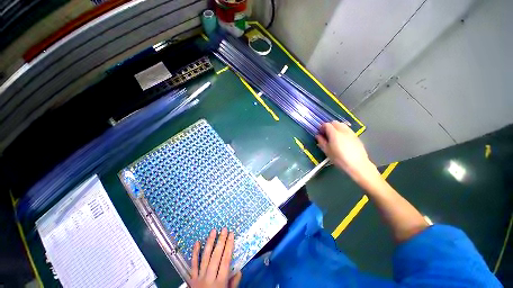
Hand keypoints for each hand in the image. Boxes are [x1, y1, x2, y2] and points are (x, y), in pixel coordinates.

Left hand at [189, 228, 241, 287]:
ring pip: (204, 257)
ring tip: (213, 231)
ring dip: (209, 243)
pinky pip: (193, 265)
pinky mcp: (191, 279)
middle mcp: (209, 278)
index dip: (229, 246)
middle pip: (216, 256)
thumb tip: (239, 269)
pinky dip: (194, 253)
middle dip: (221, 241)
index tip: (231, 234)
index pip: (226, 260)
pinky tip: (197, 242)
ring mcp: (199, 278)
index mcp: (220, 282)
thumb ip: (234, 283)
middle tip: (224, 229)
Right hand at [316, 121, 378, 183]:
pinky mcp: (356, 136)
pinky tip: (342, 139)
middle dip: (329, 126)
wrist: (358, 164)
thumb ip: (321, 142)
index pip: (327, 125)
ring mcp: (351, 132)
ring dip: (336, 127)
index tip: (320, 132)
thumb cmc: (339, 159)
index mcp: (334, 133)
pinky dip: (342, 131)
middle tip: (326, 134)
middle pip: (335, 122)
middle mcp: (343, 130)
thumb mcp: (327, 151)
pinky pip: (347, 129)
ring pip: (342, 125)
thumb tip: (318, 136)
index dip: (322, 127)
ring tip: (334, 136)